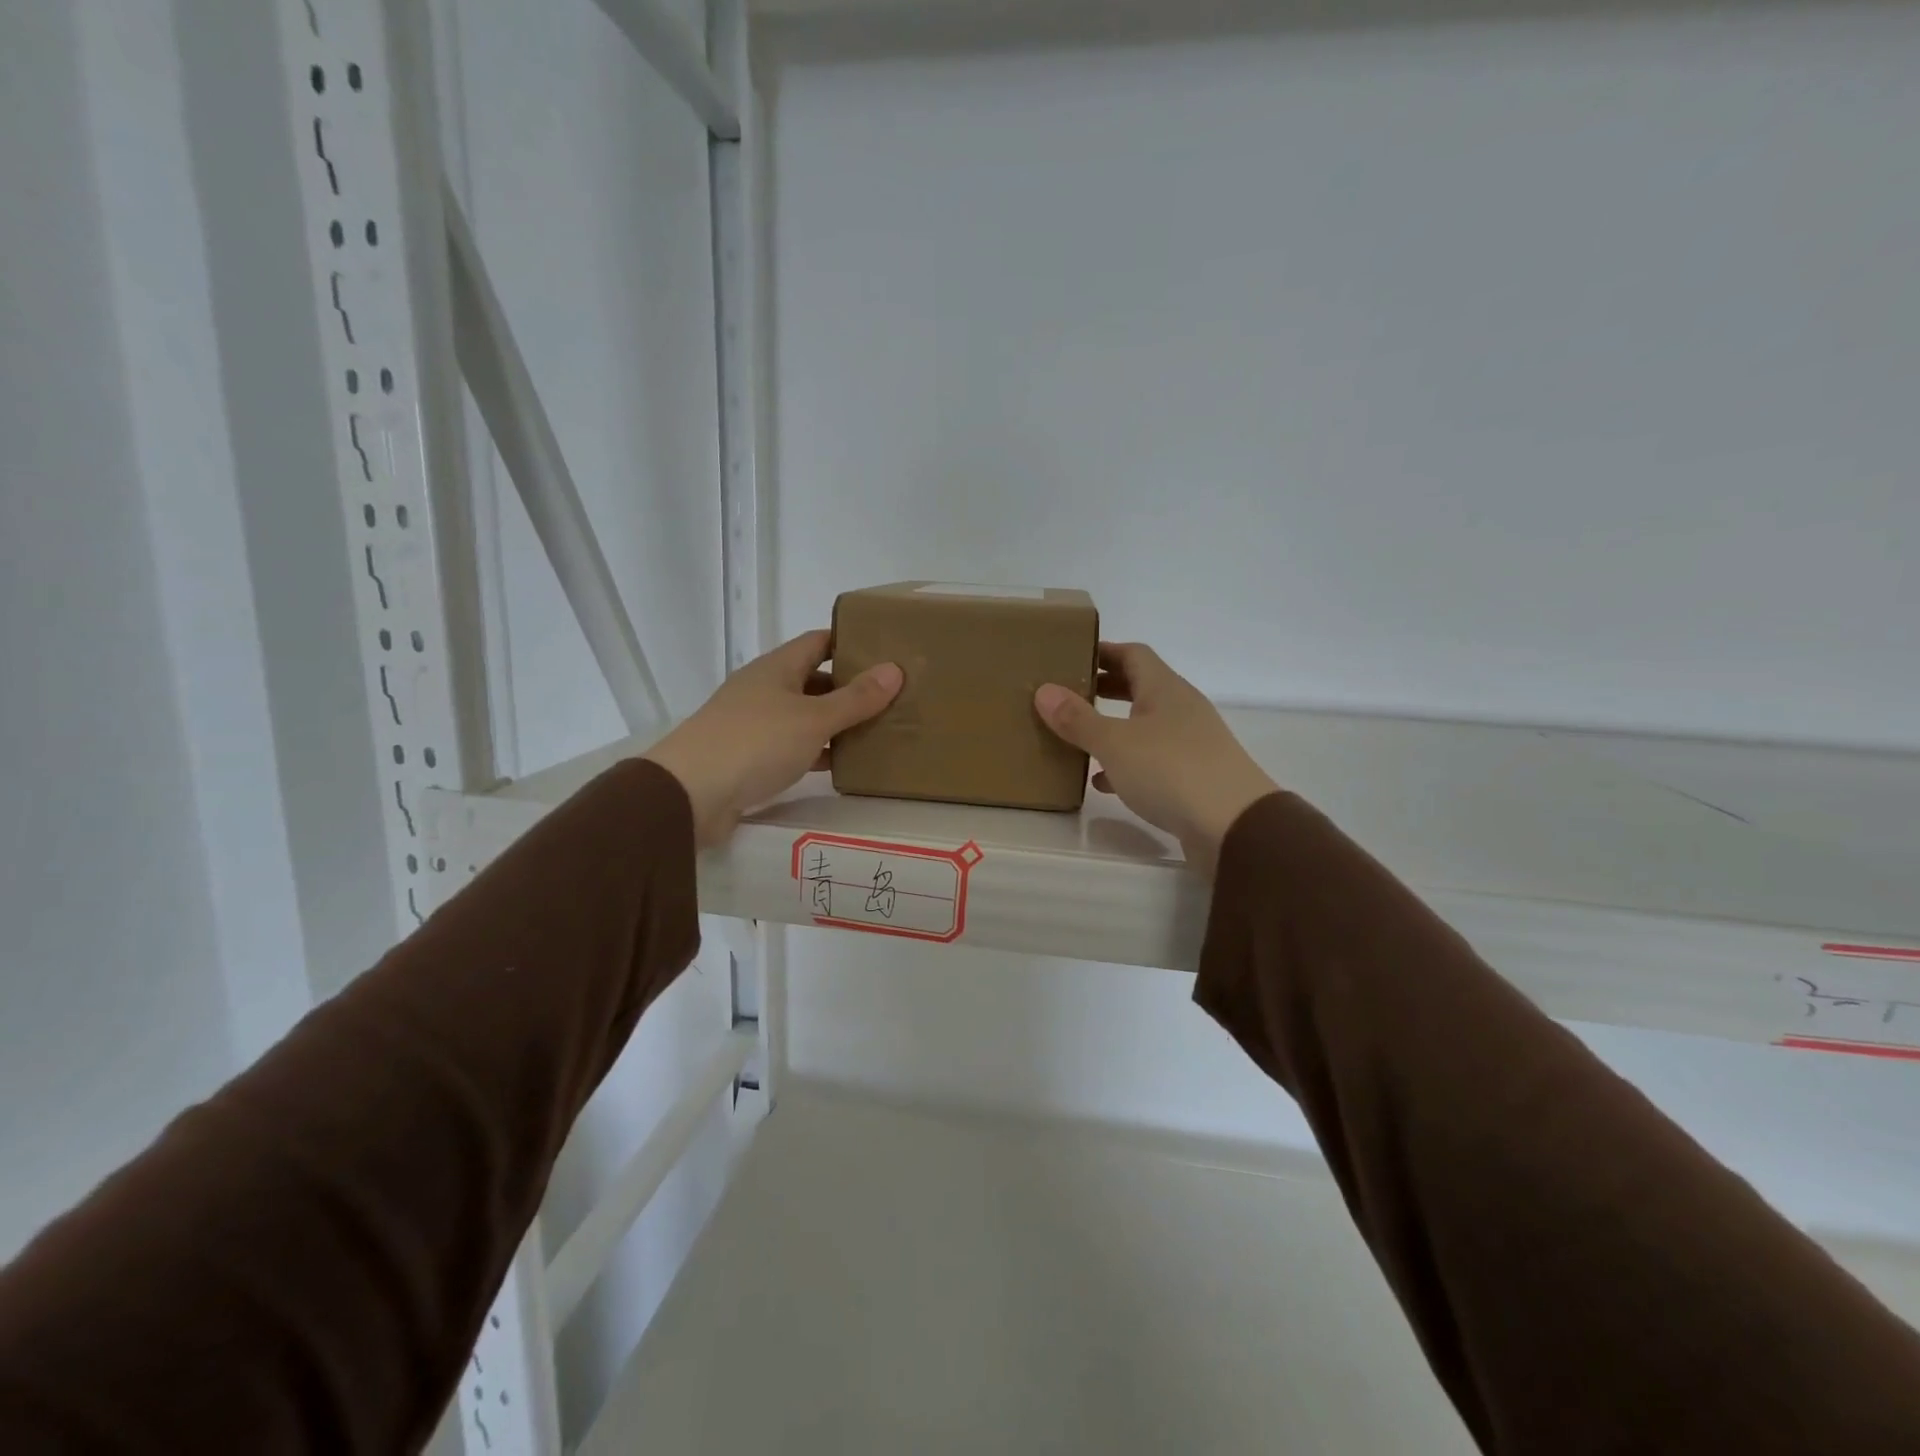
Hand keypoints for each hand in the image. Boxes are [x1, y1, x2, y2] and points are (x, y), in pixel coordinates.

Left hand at [645, 630, 902, 848]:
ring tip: (876, 729)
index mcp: (776, 668)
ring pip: (804, 715)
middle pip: (812, 679)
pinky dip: (817, 751)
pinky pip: (792, 746)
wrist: (689, 795)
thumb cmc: (755, 743)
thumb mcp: (813, 719)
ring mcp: (753, 724)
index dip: (849, 642)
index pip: (818, 642)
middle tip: (890, 696)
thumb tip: (895, 669)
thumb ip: (855, 698)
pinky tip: (841, 764)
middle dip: (848, 686)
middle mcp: (763, 690)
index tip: (885, 650)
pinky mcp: (748, 757)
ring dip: (834, 722)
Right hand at [1034, 643, 1277, 873]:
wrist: (1235, 826)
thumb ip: (1078, 719)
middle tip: (1067, 693)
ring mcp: (1191, 744)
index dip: (1103, 651)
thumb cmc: (1171, 771)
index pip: (1133, 654)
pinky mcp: (1193, 777)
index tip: (1071, 655)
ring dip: (1114, 728)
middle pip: (1140, 687)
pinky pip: (1152, 761)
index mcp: (1165, 689)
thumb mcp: (1115, 743)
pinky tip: (1102, 782)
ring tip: (1077, 737)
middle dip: (1105, 688)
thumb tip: (1044, 690)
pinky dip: (1126, 765)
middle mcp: (1181, 709)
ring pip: (1145, 726)